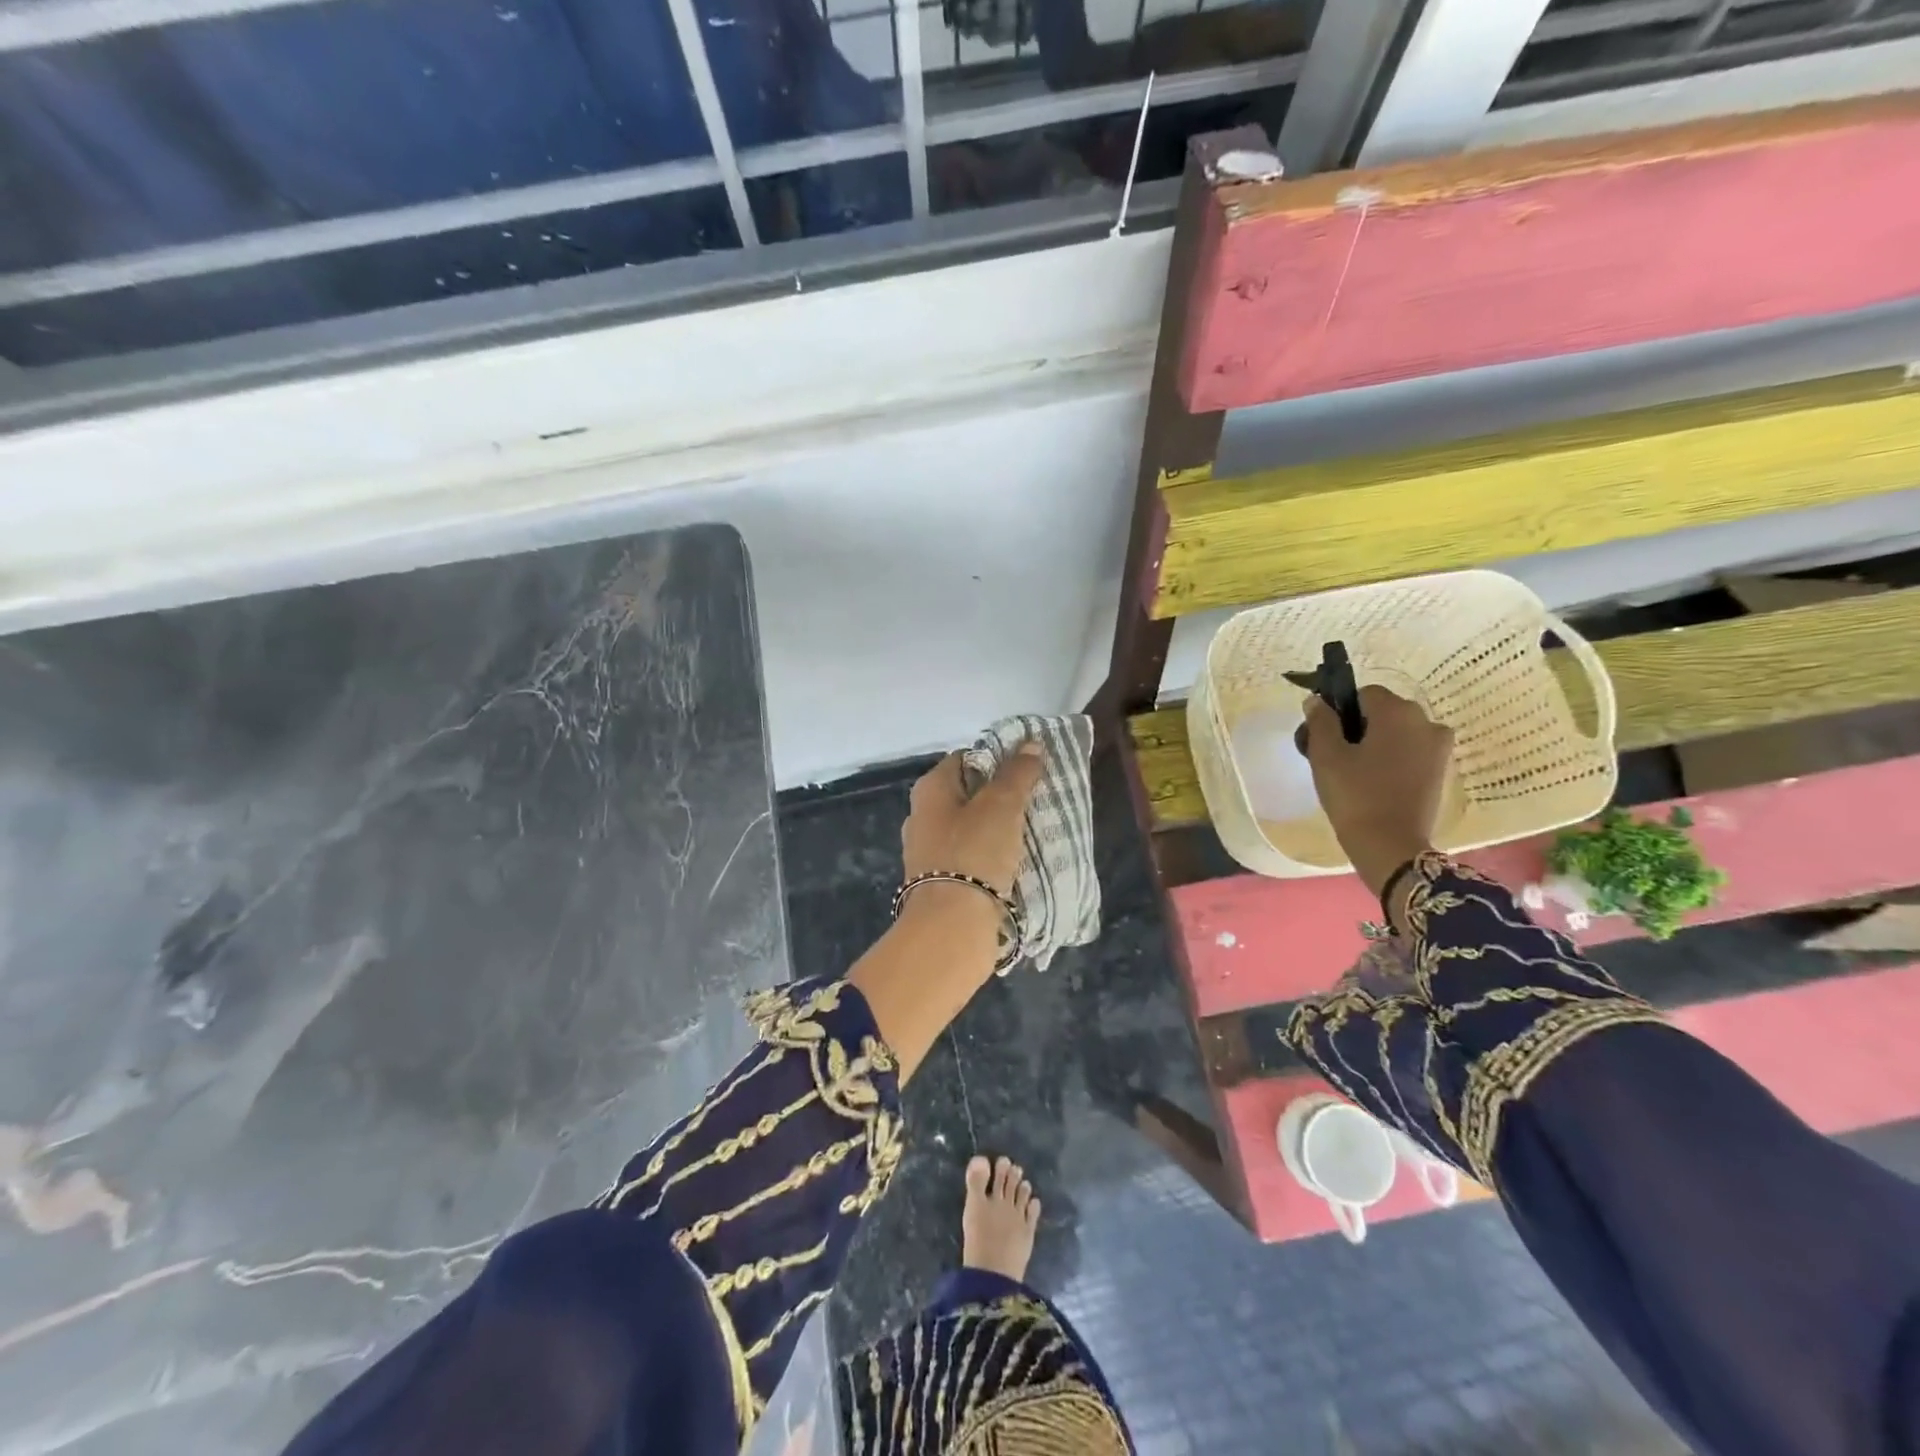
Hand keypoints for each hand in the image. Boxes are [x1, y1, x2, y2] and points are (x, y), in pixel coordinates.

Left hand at [901, 743, 1044, 898]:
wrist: (951, 925)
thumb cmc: (974, 853)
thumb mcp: (1002, 805)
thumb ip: (1017, 774)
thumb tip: (1031, 744)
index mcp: (929, 789)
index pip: (964, 759)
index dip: (995, 760)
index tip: (1026, 772)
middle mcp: (921, 816)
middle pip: (966, 794)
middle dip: (997, 796)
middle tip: (1032, 802)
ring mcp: (927, 852)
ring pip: (968, 828)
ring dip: (994, 829)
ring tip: (1028, 833)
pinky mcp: (937, 883)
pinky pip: (968, 858)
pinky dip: (988, 857)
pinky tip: (1012, 864)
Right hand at [1302, 687, 1452, 895]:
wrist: (1390, 845)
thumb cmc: (1355, 795)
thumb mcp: (1326, 756)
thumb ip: (1321, 722)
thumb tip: (1318, 703)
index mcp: (1398, 712)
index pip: (1363, 694)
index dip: (1340, 711)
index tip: (1325, 737)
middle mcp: (1426, 721)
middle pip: (1383, 711)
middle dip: (1359, 726)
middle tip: (1335, 757)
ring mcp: (1439, 748)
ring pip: (1398, 733)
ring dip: (1377, 743)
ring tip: (1355, 772)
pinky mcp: (1441, 771)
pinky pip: (1411, 752)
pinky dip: (1393, 759)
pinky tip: (1375, 782)